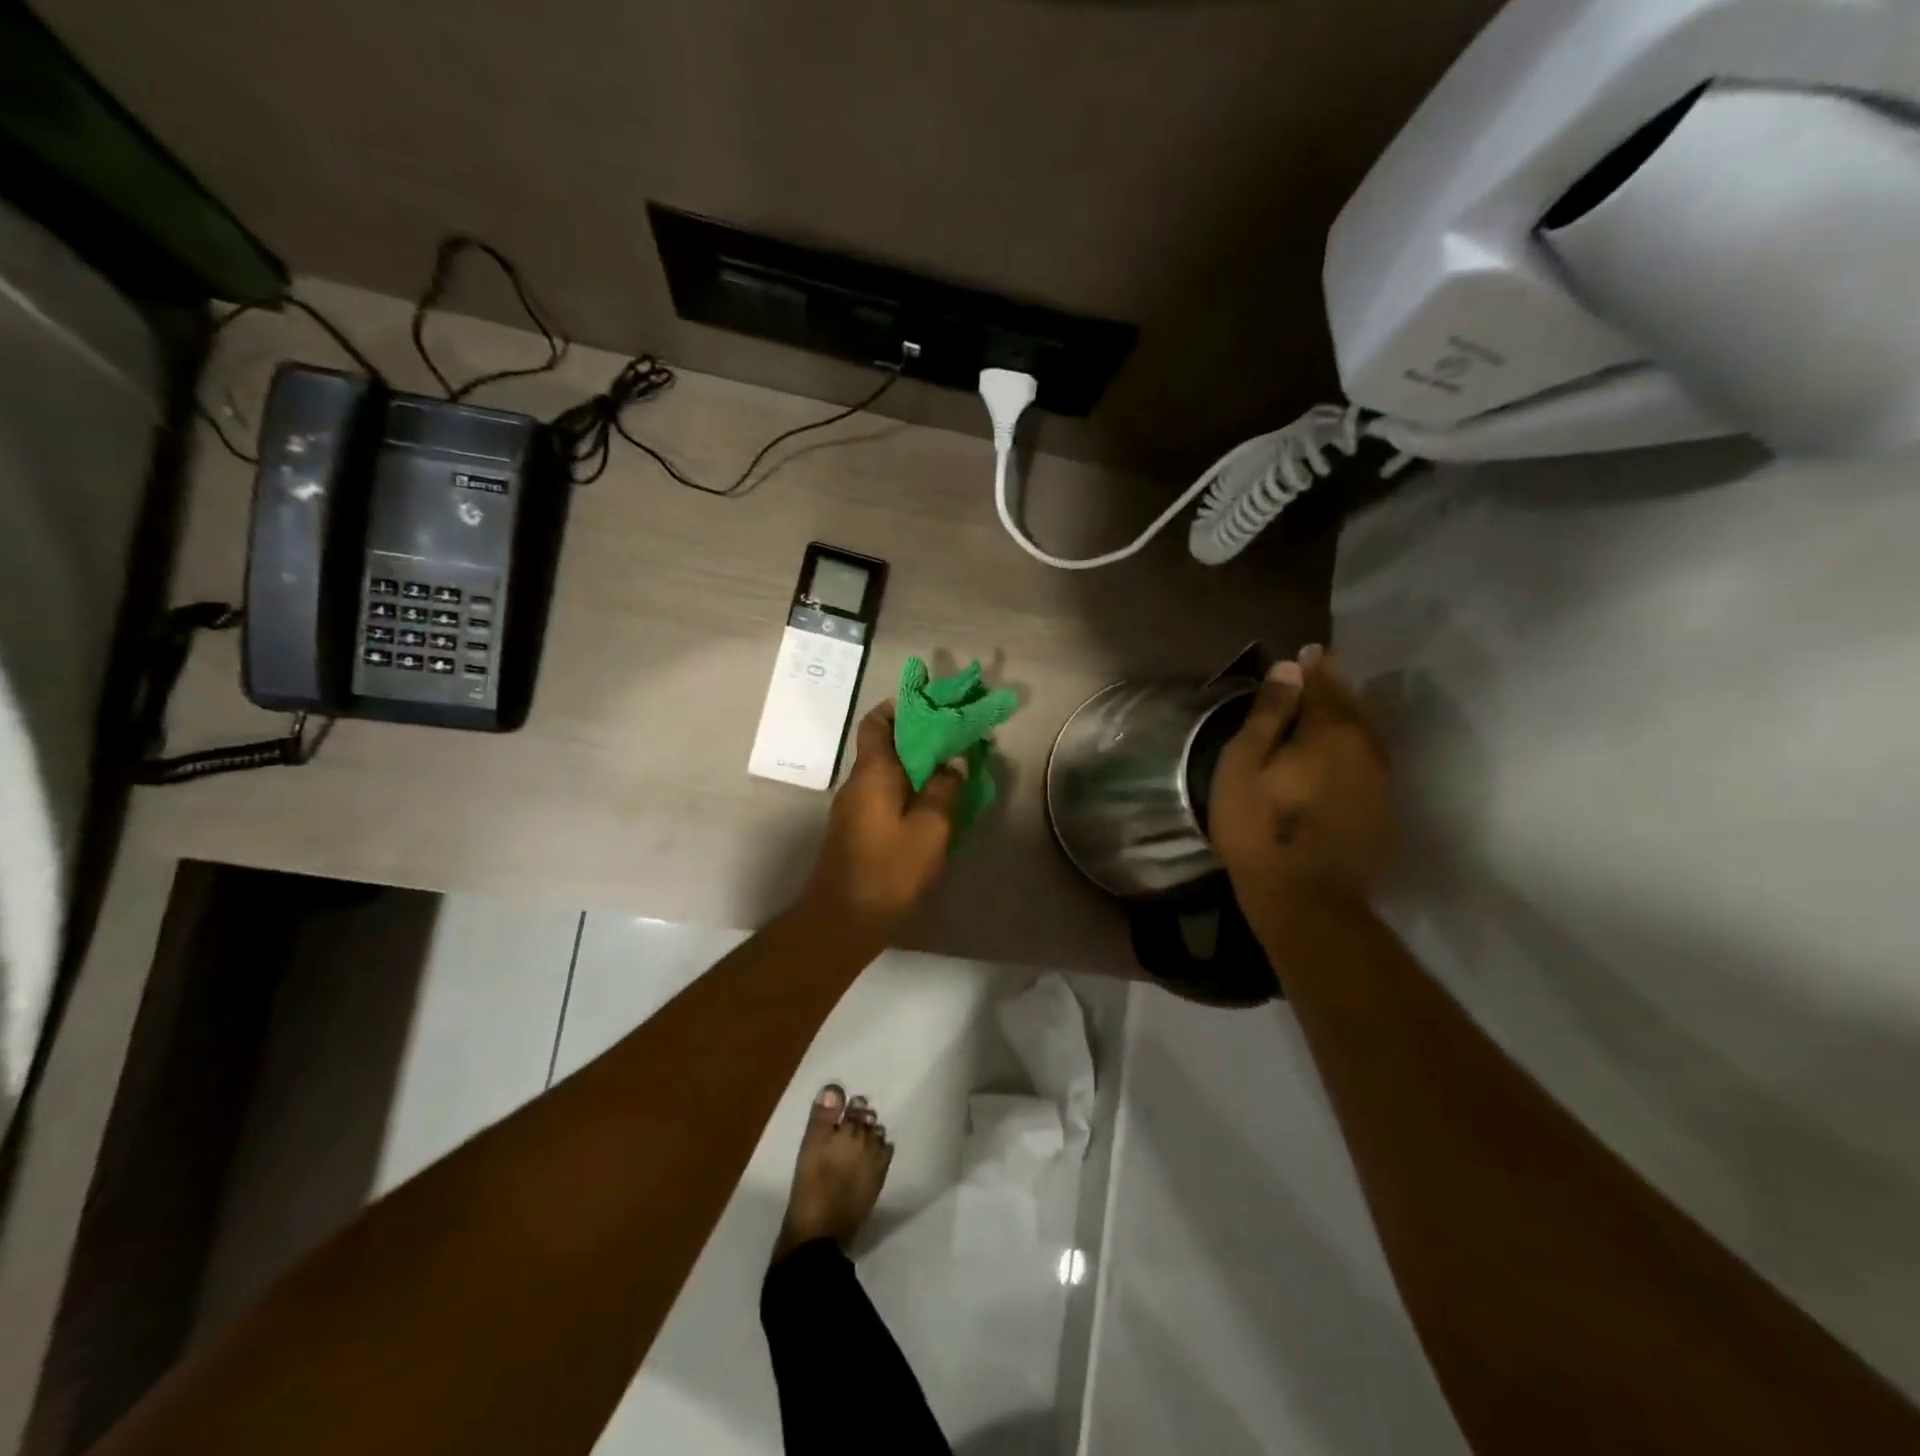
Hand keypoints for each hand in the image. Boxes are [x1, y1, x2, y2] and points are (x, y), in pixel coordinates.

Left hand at [800, 702, 967, 940]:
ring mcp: (854, 808)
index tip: (931, 704)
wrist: (844, 919)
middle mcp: (858, 783)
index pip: (876, 722)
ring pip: (887, 773)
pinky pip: (885, 796)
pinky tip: (934, 804)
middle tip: (955, 738)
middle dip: (918, 737)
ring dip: (916, 766)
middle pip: (884, 745)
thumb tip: (954, 763)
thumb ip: (945, 791)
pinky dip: (908, 790)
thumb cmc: (889, 869)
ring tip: (952, 769)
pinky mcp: (857, 830)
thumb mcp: (930, 829)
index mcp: (873, 772)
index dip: (900, 707)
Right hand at [1208, 647, 1393, 924]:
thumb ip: (1268, 714)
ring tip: (1332, 706)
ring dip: (1351, 714)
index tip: (1306, 651)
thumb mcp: (1245, 765)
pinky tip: (1343, 752)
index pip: (1325, 683)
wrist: (1307, 899)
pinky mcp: (1384, 809)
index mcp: (1331, 731)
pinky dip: (1357, 745)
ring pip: (1369, 732)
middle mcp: (1367, 746)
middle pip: (1354, 704)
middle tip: (1321, 671)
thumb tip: (1289, 668)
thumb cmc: (1259, 828)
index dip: (1314, 666)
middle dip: (1336, 685)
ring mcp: (1382, 780)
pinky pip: (1372, 760)